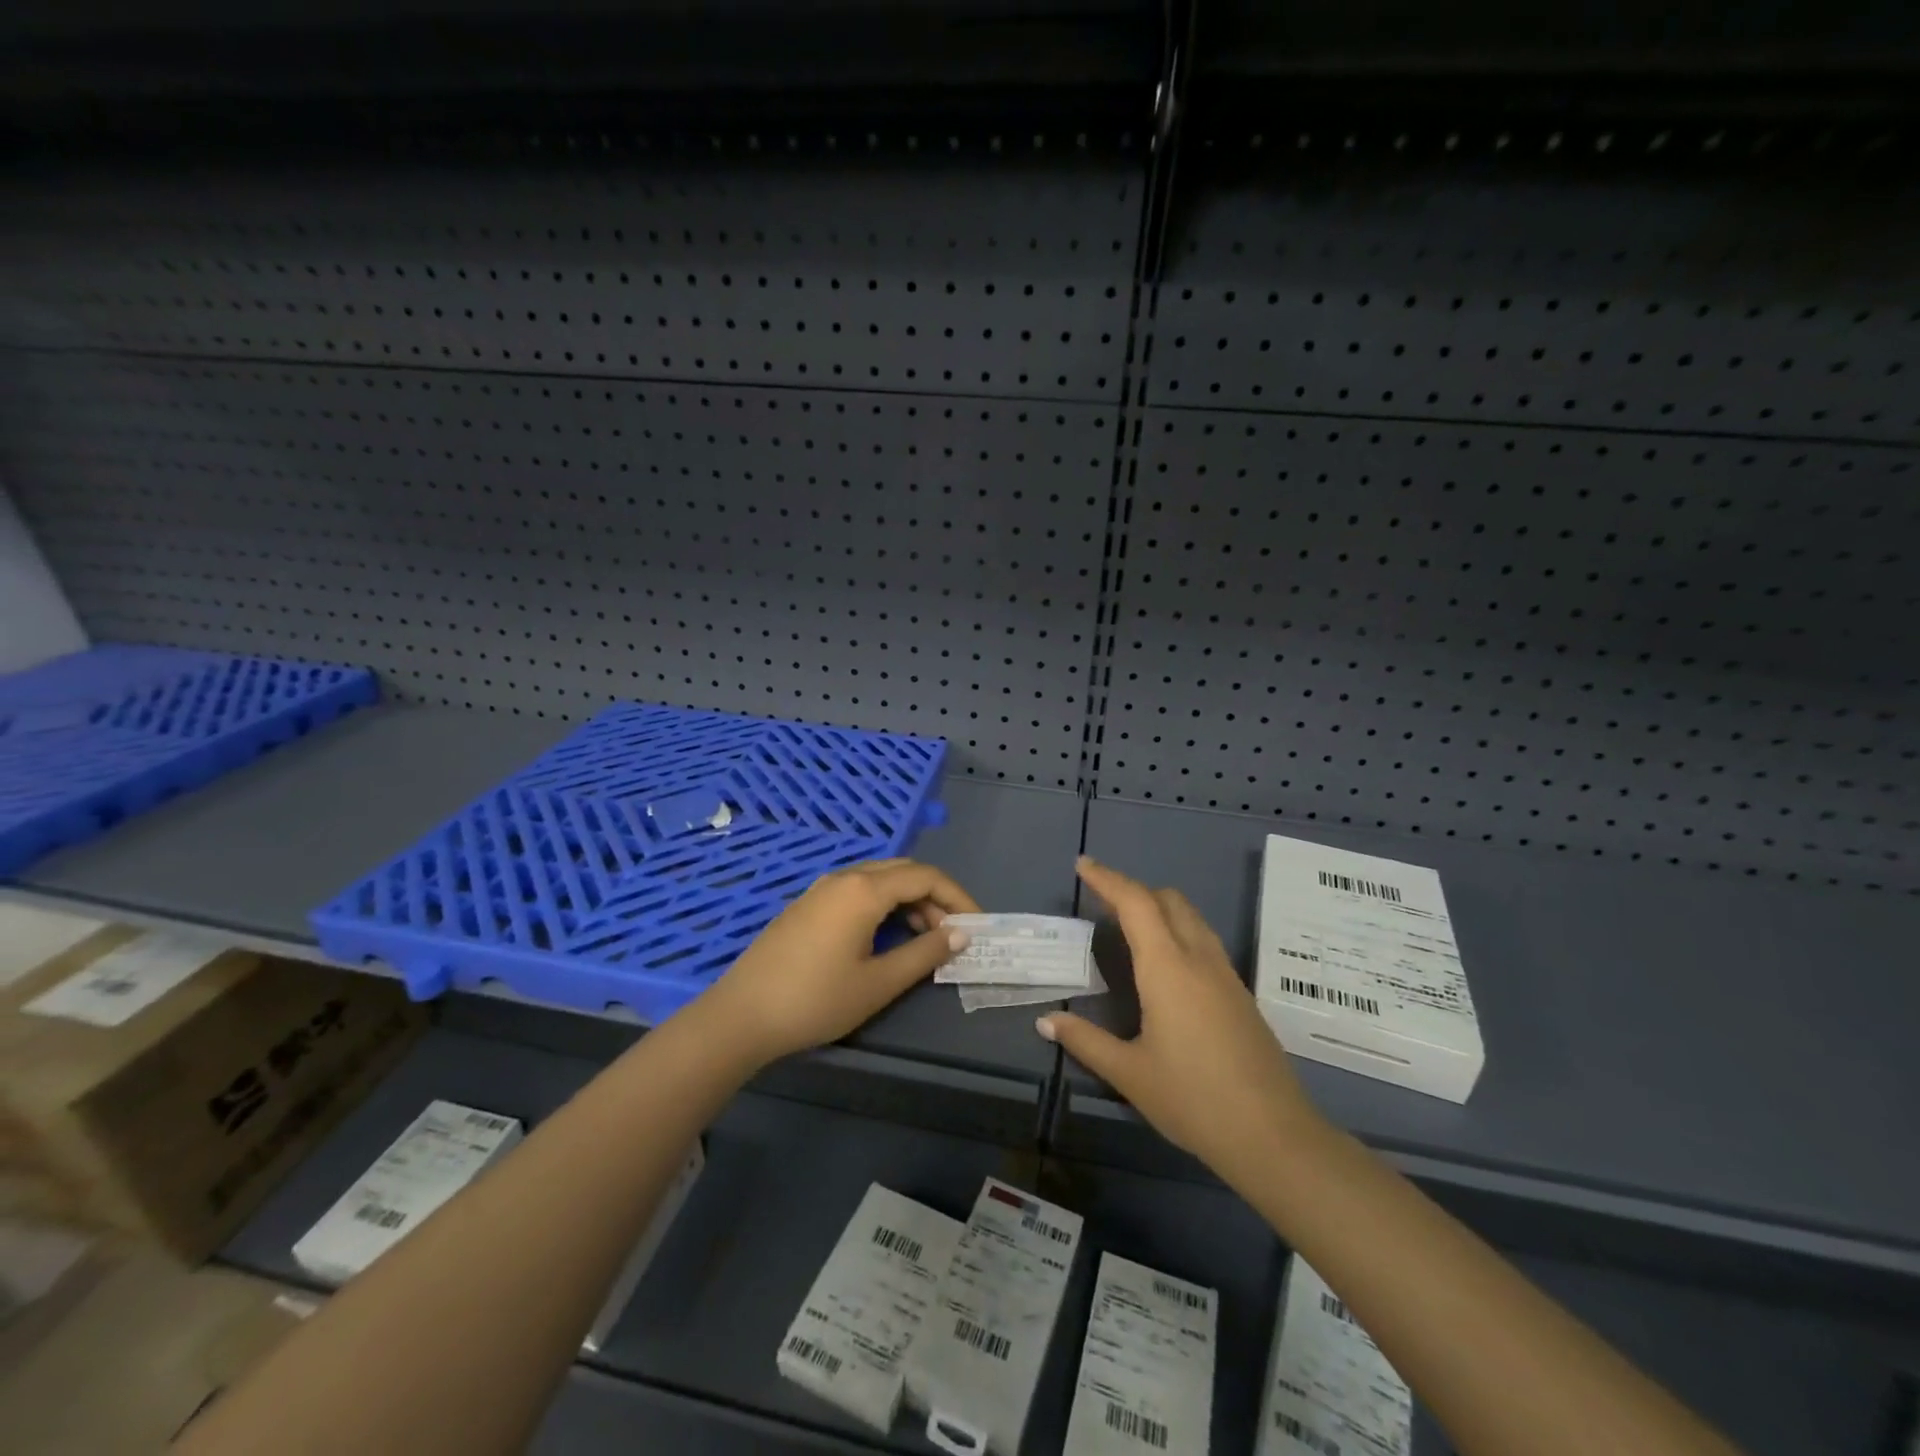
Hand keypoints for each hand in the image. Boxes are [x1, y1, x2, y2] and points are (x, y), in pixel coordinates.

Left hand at [698, 858, 979, 1068]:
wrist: (742, 1015)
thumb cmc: (816, 1000)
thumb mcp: (879, 982)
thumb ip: (924, 953)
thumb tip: (960, 934)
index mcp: (864, 890)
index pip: (926, 876)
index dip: (958, 897)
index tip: (977, 925)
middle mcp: (844, 878)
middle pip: (903, 872)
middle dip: (935, 897)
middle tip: (952, 933)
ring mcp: (822, 889)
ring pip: (879, 880)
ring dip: (909, 901)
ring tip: (925, 940)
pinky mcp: (807, 905)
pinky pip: (857, 891)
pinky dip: (884, 905)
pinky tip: (886, 937)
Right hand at [1039, 857, 1324, 1188]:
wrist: (1273, 1136)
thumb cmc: (1193, 1100)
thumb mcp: (1130, 1074)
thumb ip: (1085, 1041)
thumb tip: (1046, 1021)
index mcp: (1168, 967)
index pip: (1135, 903)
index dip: (1107, 878)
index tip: (1083, 865)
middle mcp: (1199, 958)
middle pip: (1167, 899)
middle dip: (1133, 889)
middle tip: (1101, 901)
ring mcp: (1225, 974)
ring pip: (1191, 917)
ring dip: (1158, 907)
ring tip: (1129, 926)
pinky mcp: (1240, 993)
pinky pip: (1204, 940)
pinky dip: (1177, 930)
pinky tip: (1164, 965)